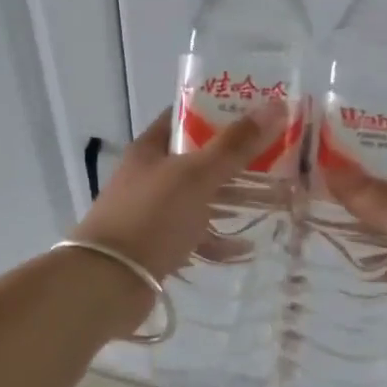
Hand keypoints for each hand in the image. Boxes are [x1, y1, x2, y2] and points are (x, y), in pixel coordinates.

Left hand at [72, 101, 288, 283]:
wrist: (109, 282)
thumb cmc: (152, 216)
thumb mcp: (197, 175)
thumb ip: (235, 145)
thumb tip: (277, 105)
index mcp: (151, 149)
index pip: (186, 117)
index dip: (219, 110)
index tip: (256, 112)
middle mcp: (150, 176)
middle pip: (198, 158)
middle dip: (235, 159)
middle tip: (275, 157)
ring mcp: (153, 212)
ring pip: (200, 198)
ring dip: (232, 199)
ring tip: (271, 199)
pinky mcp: (159, 245)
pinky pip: (196, 235)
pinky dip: (219, 239)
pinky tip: (245, 247)